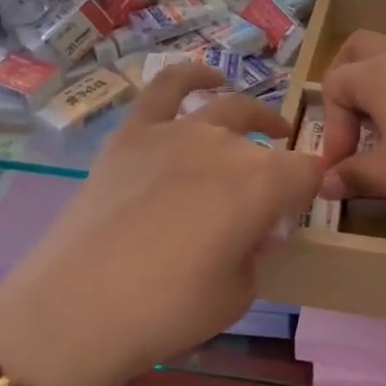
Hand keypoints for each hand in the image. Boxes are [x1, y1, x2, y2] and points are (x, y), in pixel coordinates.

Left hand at [0, 65, 320, 385]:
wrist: (79, 307)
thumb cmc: (170, 310)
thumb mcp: (239, 293)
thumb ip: (255, 251)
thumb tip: (250, 230)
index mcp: (264, 183)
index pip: (307, 173)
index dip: (306, 195)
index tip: (292, 218)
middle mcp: (228, 145)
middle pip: (266, 145)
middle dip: (276, 172)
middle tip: (265, 205)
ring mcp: (177, 132)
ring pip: (228, 107)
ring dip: (254, 116)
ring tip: (263, 127)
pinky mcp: (133, 133)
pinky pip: (166, 87)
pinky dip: (192, 75)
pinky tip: (208, 77)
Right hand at [318, 31, 385, 215]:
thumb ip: (353, 175)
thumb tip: (325, 184)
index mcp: (376, 75)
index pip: (334, 86)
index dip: (330, 130)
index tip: (339, 169)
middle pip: (360, 50)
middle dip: (345, 83)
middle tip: (348, 125)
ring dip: (377, 98)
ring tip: (382, 141)